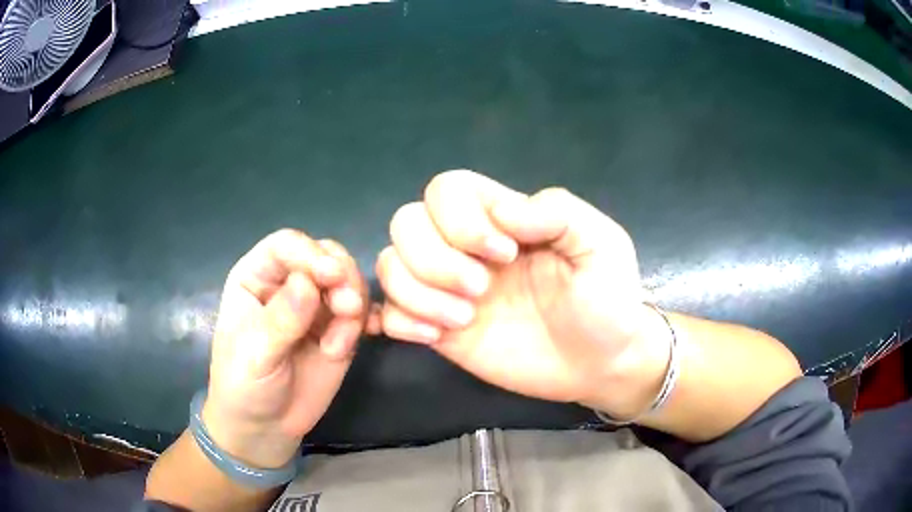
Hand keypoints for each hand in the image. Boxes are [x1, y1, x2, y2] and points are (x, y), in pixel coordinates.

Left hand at [203, 230, 369, 468]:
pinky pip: (361, 312)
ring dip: (354, 304)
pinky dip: (369, 319)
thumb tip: (308, 283)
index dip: (310, 254)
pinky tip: (368, 334)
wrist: (264, 427)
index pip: (285, 246)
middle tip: (349, 310)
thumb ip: (280, 320)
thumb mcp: (254, 355)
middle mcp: (287, 283)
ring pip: (348, 281)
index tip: (332, 276)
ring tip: (341, 344)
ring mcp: (315, 307)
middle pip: (324, 256)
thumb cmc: (243, 386)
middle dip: (342, 277)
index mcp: (256, 277)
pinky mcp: (338, 330)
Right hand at [375, 170, 666, 413]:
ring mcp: (449, 291)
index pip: (445, 189)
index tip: (506, 255)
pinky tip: (438, 337)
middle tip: (481, 290)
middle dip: (435, 258)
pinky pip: (391, 313)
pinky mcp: (440, 332)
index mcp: (502, 220)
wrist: (602, 364)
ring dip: (418, 291)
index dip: (460, 218)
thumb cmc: (607, 301)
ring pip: (391, 265)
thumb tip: (501, 213)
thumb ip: (556, 212)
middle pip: (406, 223)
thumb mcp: (599, 243)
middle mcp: (466, 249)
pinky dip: (402, 320)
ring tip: (463, 320)